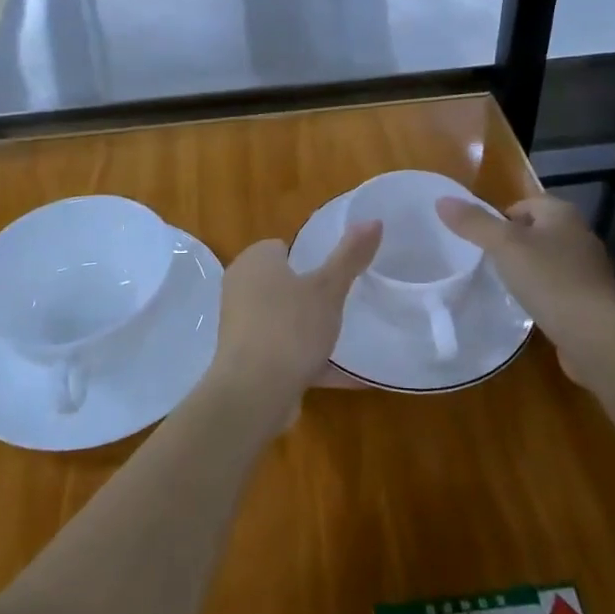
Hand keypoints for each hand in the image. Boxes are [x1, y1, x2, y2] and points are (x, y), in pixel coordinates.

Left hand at [209, 222, 381, 427]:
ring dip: (311, 331)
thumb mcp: (328, 288)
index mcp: (255, 261)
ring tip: (348, 337)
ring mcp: (241, 326)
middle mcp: (241, 288)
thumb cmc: (290, 328)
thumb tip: (374, 219)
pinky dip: (310, 361)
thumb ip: (350, 255)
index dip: (310, 257)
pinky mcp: (247, 360)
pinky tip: (347, 375)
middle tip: (345, 303)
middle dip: (312, 294)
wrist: (253, 394)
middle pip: (284, 284)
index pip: (283, 247)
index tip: (338, 272)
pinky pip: (285, 353)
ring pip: (285, 320)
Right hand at [436, 194, 614, 386]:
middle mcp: (579, 234)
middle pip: (535, 231)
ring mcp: (588, 269)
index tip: (480, 242)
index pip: (523, 204)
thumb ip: (473, 223)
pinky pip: (557, 287)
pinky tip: (528, 308)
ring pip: (547, 260)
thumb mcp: (504, 247)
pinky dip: (542, 293)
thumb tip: (441, 200)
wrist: (596, 336)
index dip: (499, 218)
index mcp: (562, 213)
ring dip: (527, 270)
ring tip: (503, 286)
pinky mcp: (590, 299)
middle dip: (512, 245)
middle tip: (486, 263)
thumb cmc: (550, 280)